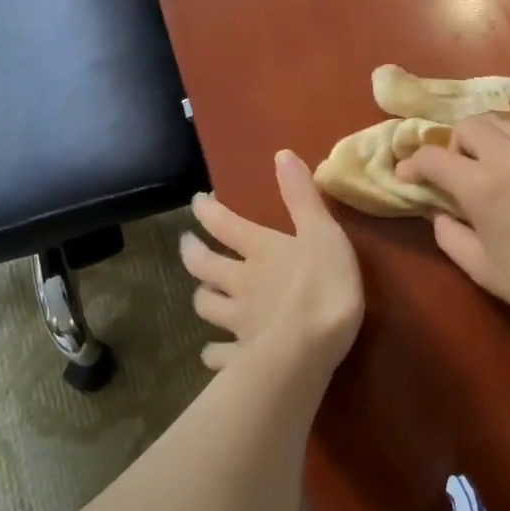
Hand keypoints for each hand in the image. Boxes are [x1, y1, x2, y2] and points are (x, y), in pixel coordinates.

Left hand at [180, 151, 363, 376]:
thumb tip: (281, 154)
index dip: (208, 211)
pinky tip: (213, 354)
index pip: (225, 224)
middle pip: (204, 266)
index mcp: (259, 250)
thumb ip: (302, 196)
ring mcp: (238, 321)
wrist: (311, 347)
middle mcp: (240, 282)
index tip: (197, 201)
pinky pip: (220, 355)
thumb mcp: (322, 231)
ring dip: (202, 297)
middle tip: (186, 244)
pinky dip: (214, 353)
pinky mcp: (243, 356)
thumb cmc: (323, 283)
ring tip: (201, 293)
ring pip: (208, 307)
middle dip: (192, 252)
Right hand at [395, 115, 509, 334]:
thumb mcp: (482, 269)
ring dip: (489, 140)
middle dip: (454, 144)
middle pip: (469, 124)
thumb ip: (449, 234)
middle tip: (459, 172)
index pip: (434, 156)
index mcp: (484, 187)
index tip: (410, 176)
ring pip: (504, 122)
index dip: (414, 164)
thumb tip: (439, 209)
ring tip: (494, 166)